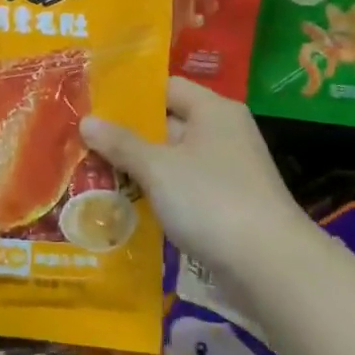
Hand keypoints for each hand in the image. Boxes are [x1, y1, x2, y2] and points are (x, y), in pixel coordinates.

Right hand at [80, 78, 302, 276]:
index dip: (130, 93)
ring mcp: (226, 171)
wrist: (271, 267)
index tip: (92, 103)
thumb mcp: (158, 168)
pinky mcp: (225, 205)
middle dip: (127, 135)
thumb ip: (121, 143)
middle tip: (83, 141)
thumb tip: (86, 120)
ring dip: (138, 168)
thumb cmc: (211, 200)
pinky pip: (183, 189)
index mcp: (213, 110)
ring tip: (92, 172)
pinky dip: (157, 193)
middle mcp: (223, 133)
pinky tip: (124, 204)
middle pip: (167, 123)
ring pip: (172, 160)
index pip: (166, 87)